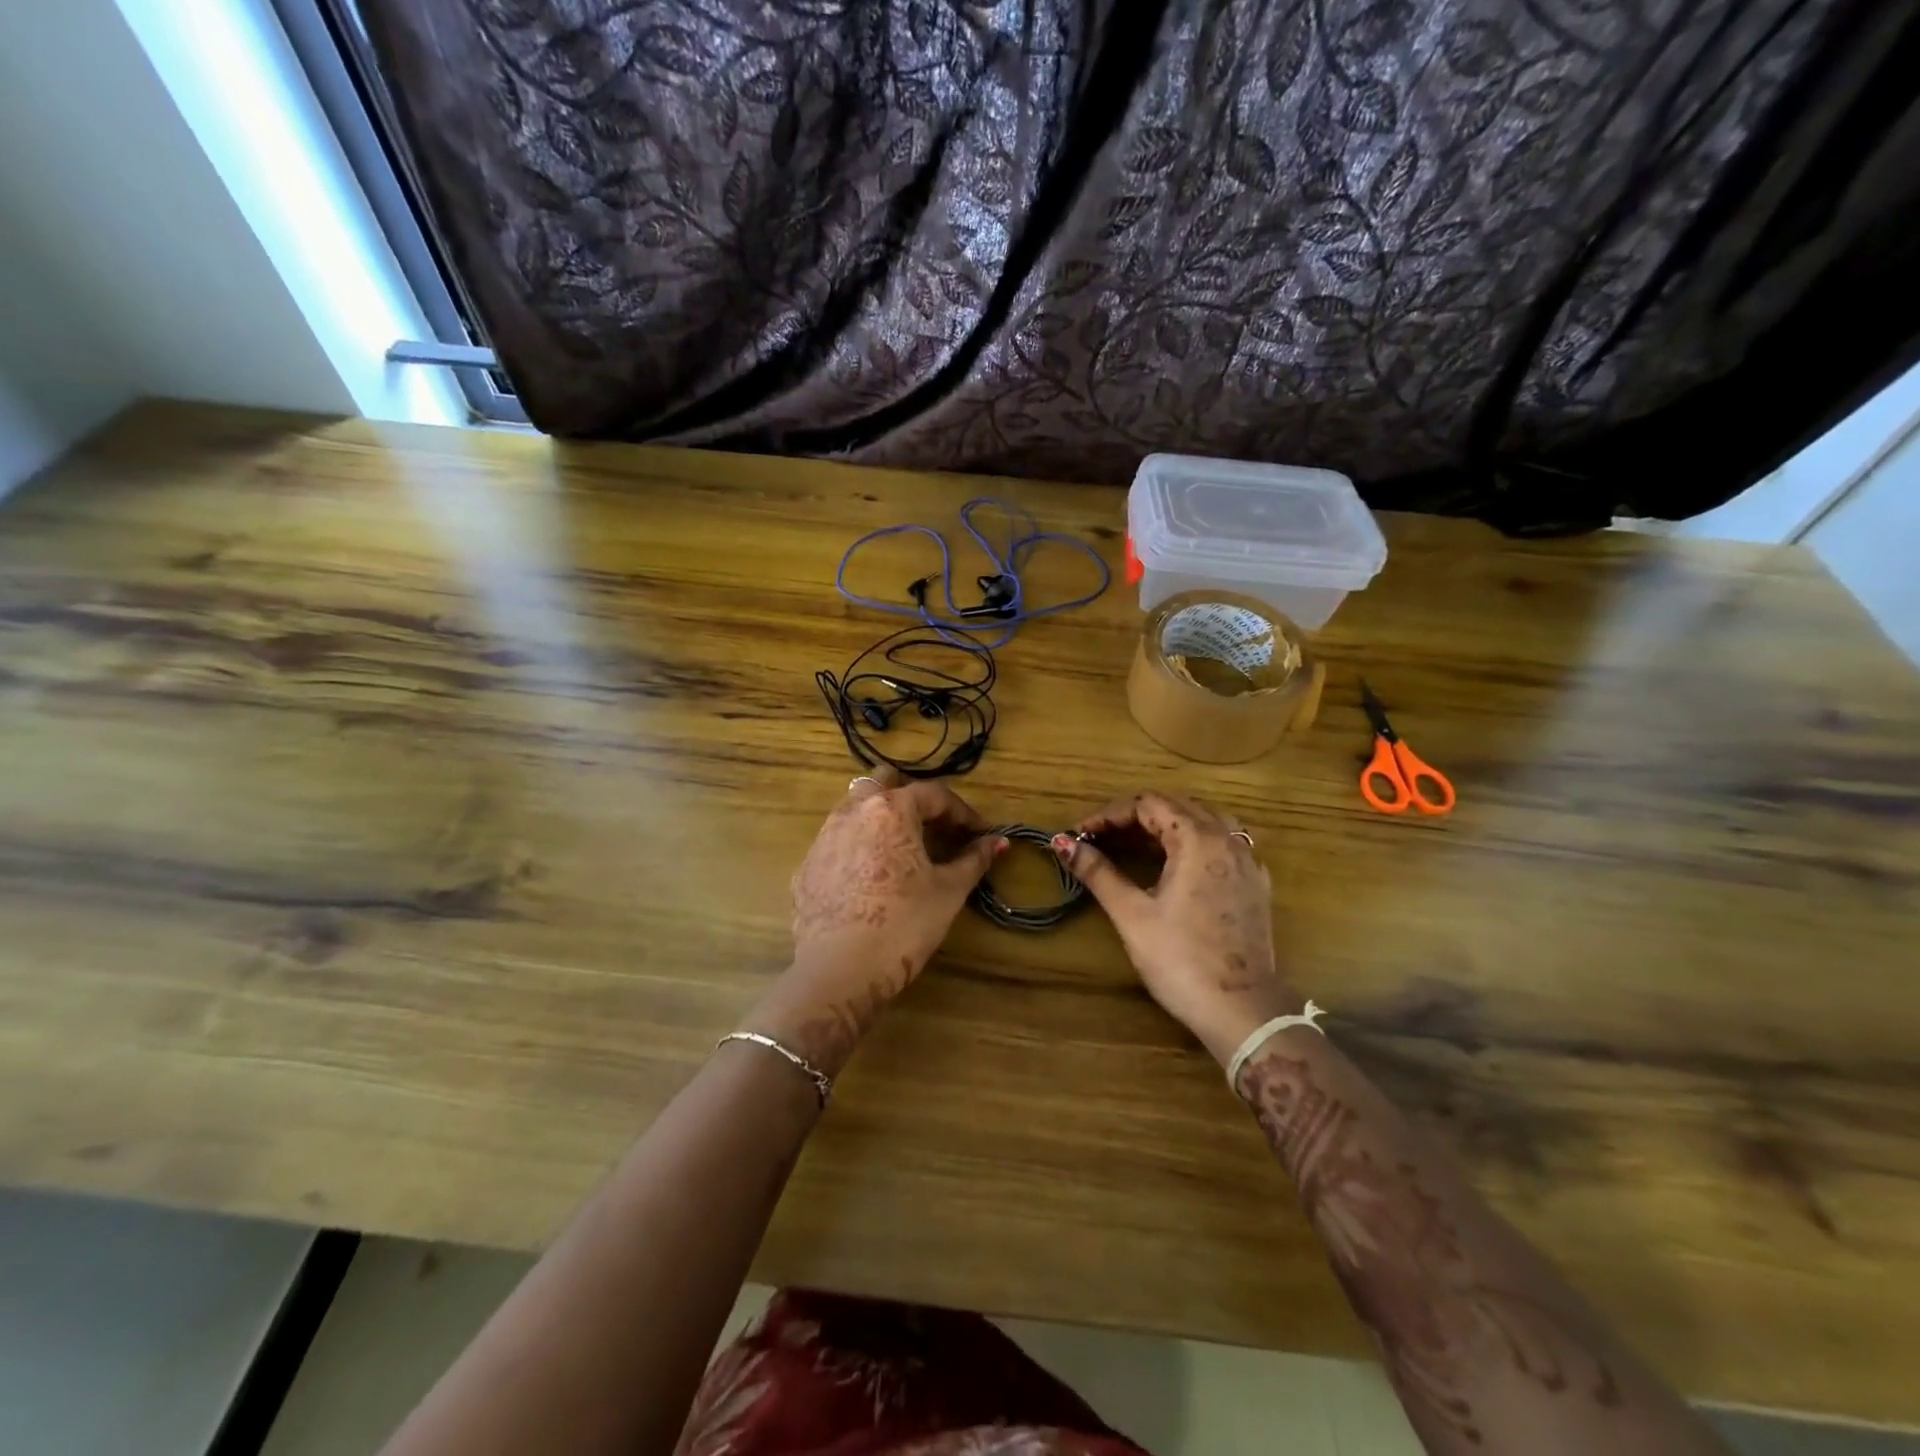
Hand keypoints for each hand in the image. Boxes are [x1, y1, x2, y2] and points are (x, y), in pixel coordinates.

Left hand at [748, 768, 1004, 1075]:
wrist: (839, 971)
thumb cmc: (904, 925)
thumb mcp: (948, 891)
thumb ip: (974, 860)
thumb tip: (998, 842)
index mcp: (891, 809)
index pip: (935, 794)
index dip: (964, 813)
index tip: (980, 833)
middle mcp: (852, 811)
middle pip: (885, 783)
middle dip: (914, 798)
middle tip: (936, 827)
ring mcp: (823, 837)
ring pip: (856, 809)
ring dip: (883, 818)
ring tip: (904, 849)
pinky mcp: (807, 866)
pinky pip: (838, 842)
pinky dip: (859, 847)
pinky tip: (871, 878)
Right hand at [1054, 792, 1300, 1064]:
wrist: (1241, 1010)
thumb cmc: (1180, 960)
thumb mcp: (1132, 913)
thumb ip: (1098, 871)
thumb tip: (1060, 842)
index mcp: (1197, 838)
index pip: (1148, 804)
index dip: (1108, 815)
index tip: (1080, 836)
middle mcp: (1227, 839)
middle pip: (1176, 806)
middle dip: (1134, 817)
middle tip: (1100, 840)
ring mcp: (1247, 861)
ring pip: (1203, 821)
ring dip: (1166, 825)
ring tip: (1133, 845)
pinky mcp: (1255, 884)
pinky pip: (1222, 843)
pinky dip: (1192, 842)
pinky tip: (1175, 864)